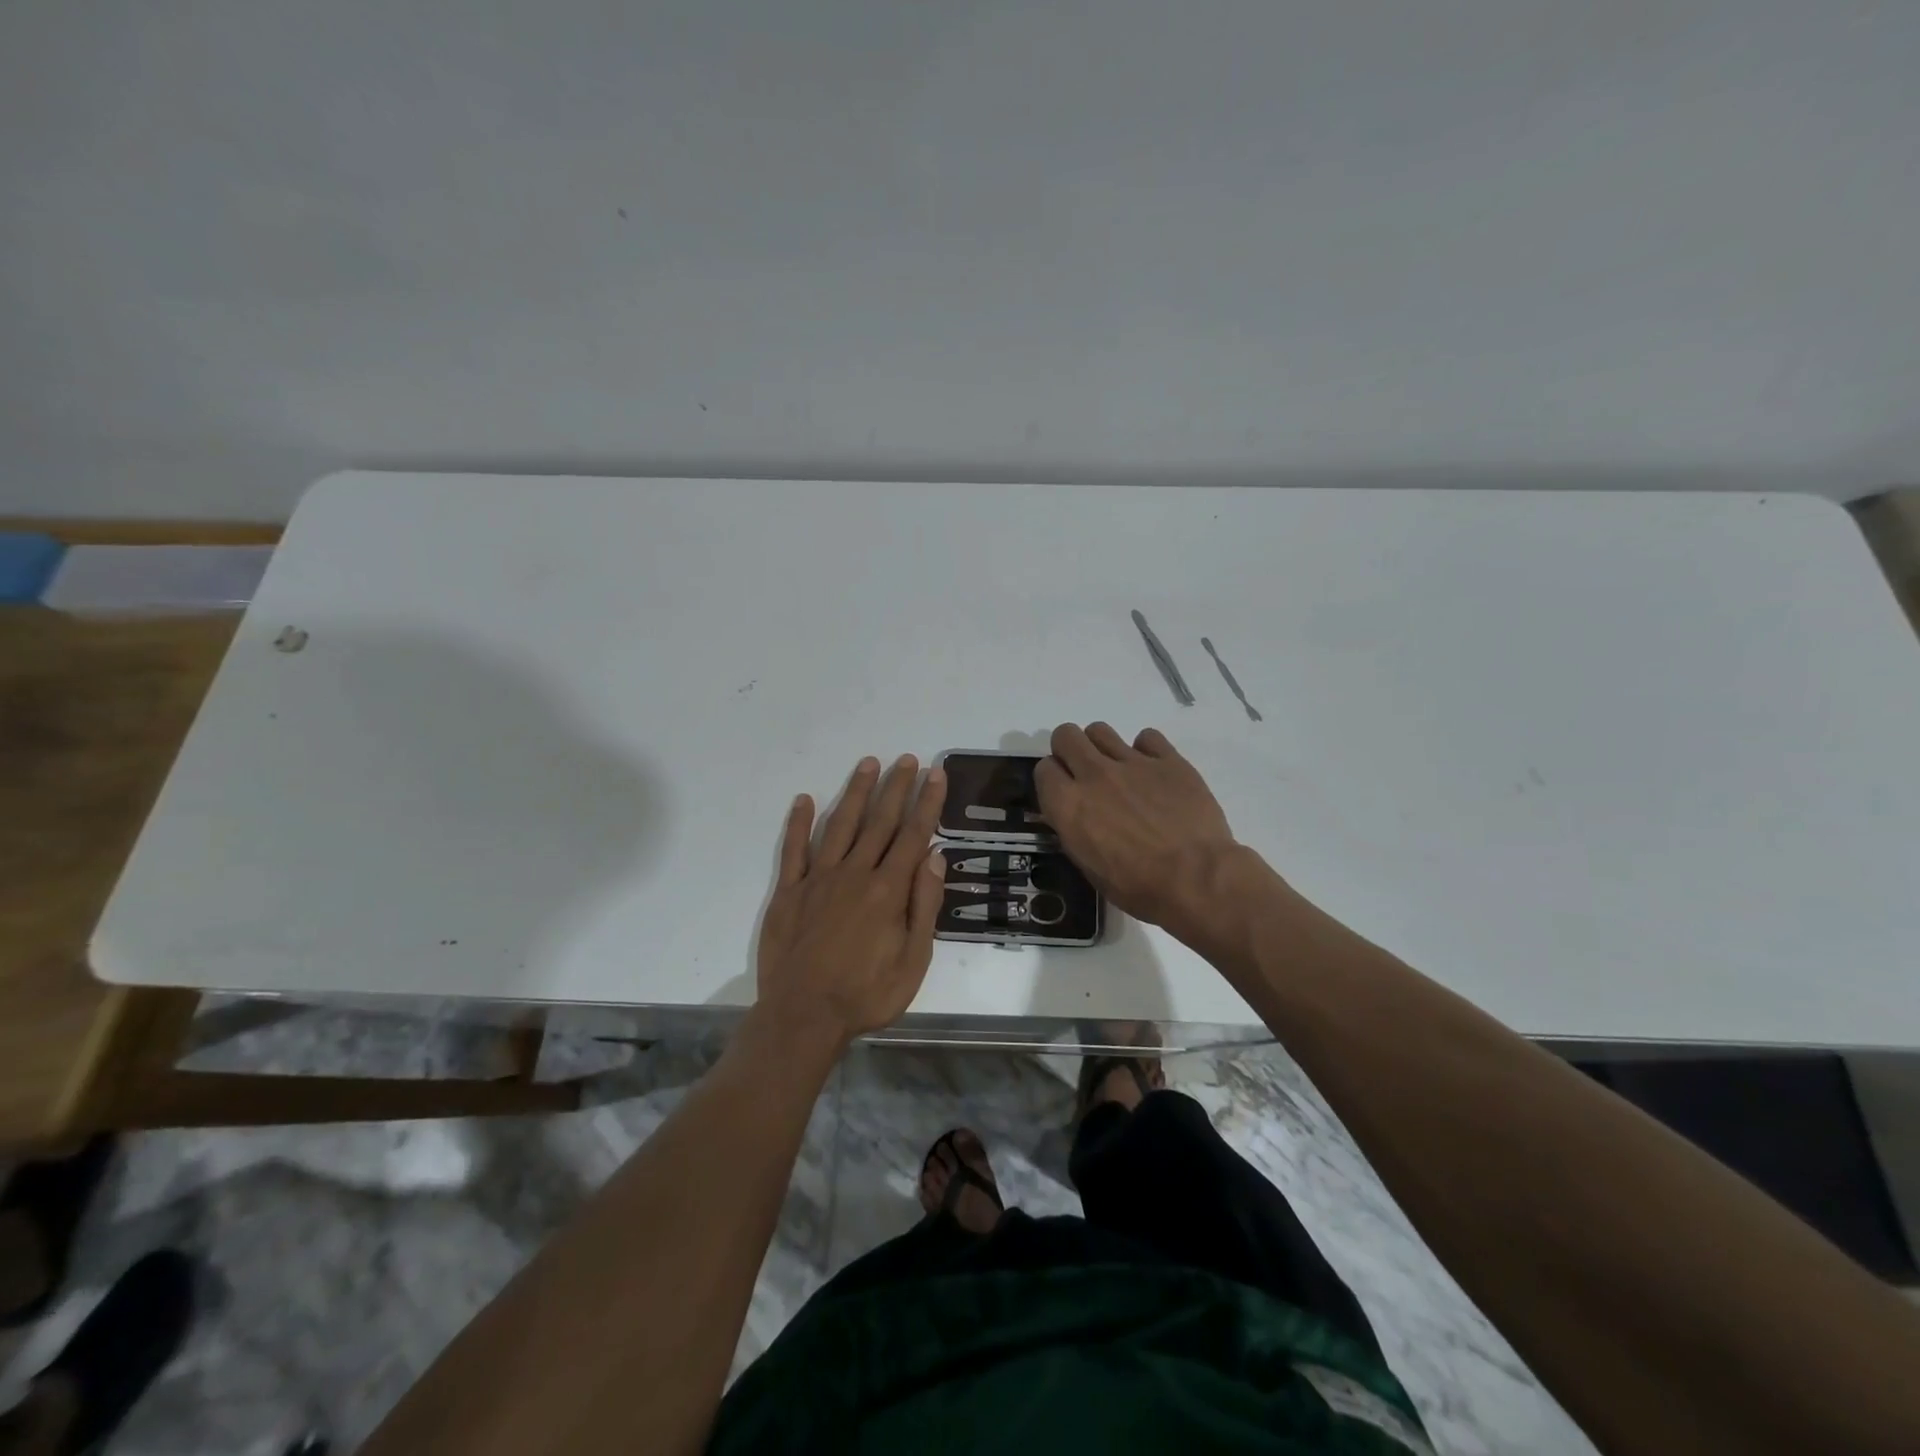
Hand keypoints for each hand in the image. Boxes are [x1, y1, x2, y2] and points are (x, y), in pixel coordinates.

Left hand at [755, 755, 948, 1048]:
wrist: (803, 1016)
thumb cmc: (866, 995)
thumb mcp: (913, 961)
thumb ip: (924, 906)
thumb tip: (934, 856)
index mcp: (888, 890)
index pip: (913, 835)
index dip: (926, 802)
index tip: (935, 774)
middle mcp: (854, 874)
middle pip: (879, 822)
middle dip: (895, 787)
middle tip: (907, 758)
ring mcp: (818, 879)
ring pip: (840, 825)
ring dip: (855, 793)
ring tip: (868, 764)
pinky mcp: (788, 891)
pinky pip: (794, 849)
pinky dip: (799, 823)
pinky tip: (805, 799)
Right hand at [1035, 723, 1244, 938]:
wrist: (1196, 878)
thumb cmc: (1138, 886)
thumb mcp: (1089, 867)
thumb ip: (1075, 830)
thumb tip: (1075, 816)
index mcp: (1069, 804)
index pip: (1043, 769)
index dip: (1052, 780)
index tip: (1063, 792)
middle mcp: (1094, 775)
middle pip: (1066, 735)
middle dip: (1069, 750)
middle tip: (1084, 772)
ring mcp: (1132, 763)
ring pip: (1100, 730)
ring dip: (1102, 747)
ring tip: (1118, 770)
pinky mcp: (1168, 760)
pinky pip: (1147, 737)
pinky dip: (1146, 751)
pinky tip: (1154, 773)